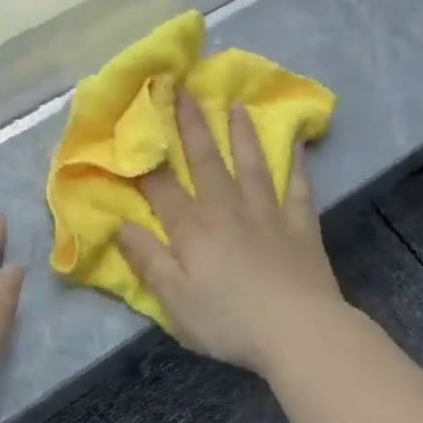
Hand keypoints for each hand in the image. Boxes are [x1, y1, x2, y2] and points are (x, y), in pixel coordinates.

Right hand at [116, 91, 345, 375]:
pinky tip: (297, 144)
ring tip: (236, 105)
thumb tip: (121, 225)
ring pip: (251, 165)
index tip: (136, 127)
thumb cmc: (229, 321)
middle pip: (206, 162)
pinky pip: (298, 188)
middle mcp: (228, 211)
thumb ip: (148, 260)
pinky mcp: (301, 228)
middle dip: (192, 126)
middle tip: (184, 90)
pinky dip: (297, 164)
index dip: (146, 159)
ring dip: (242, 134)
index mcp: (193, 230)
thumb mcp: (175, 300)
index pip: (162, 188)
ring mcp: (268, 215)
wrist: (300, 332)